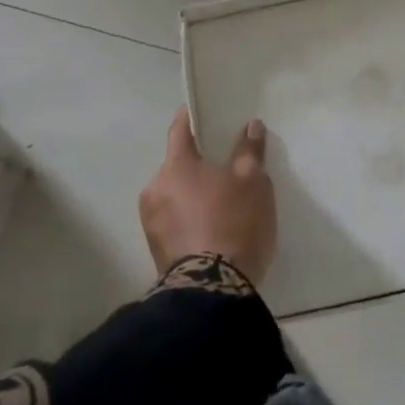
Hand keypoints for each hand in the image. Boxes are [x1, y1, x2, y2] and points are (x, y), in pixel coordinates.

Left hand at [139, 107, 276, 285]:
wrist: (212, 292)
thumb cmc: (233, 223)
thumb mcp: (253, 182)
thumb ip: (250, 151)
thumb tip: (250, 126)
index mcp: (175, 166)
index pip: (180, 130)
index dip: (192, 118)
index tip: (203, 112)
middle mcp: (155, 189)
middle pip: (178, 165)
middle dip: (198, 163)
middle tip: (225, 165)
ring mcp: (151, 222)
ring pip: (175, 194)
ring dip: (194, 193)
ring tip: (222, 201)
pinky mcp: (156, 251)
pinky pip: (175, 220)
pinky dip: (190, 217)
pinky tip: (212, 226)